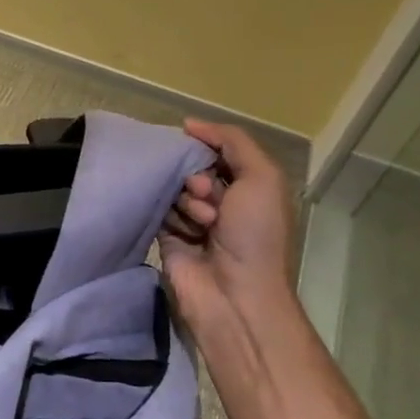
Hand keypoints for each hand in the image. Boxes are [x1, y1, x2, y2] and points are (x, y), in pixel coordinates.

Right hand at [159, 121, 296, 342]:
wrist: (234, 294)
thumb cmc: (256, 235)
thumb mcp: (262, 177)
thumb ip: (232, 141)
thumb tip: (189, 124)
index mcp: (249, 186)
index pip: (217, 150)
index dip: (207, 147)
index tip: (198, 151)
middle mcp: (222, 201)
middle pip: (192, 167)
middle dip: (197, 177)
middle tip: (206, 195)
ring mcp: (193, 220)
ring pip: (173, 188)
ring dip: (186, 202)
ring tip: (201, 224)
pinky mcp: (167, 236)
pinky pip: (157, 210)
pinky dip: (169, 216)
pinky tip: (183, 233)